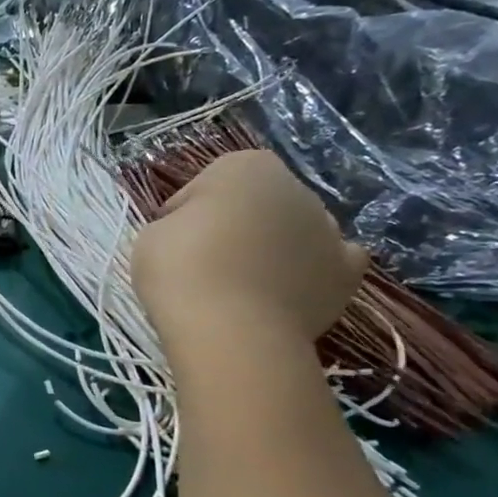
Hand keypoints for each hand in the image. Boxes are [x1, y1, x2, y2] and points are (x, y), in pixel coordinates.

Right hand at [130, 150, 366, 347]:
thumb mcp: (151, 236)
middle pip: (256, 205)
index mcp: (245, 167)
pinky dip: (312, 272)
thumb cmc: (180, 269)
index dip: (185, 213)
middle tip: (202, 264)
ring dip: (272, 248)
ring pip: (293, 232)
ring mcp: (328, 230)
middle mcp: (295, 188)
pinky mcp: (346, 273)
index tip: (172, 239)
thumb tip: (192, 235)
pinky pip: (330, 264)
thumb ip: (176, 225)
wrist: (230, 329)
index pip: (208, 184)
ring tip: (240, 286)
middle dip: (234, 227)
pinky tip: (288, 289)